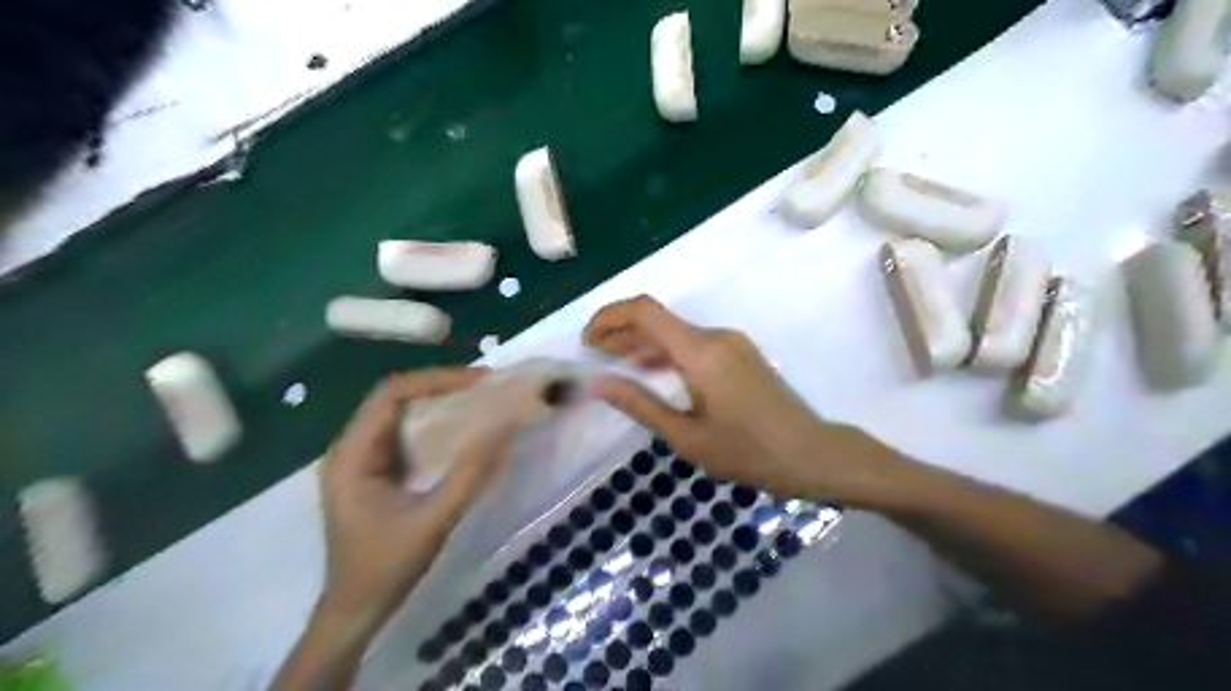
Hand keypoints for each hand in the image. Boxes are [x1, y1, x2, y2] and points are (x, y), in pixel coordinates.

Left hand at [322, 370, 508, 627]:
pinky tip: (462, 429)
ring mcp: (363, 460)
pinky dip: (437, 425)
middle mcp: (352, 448)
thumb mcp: (433, 520)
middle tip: (486, 386)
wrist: (356, 610)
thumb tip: (504, 431)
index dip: (436, 380)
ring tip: (480, 400)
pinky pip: (407, 434)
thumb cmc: (385, 567)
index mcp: (352, 454)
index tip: (478, 382)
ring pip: (402, 414)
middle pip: (396, 398)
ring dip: (440, 403)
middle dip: (442, 386)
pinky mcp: (376, 472)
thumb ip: (468, 474)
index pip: (391, 394)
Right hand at [584, 295, 907, 505]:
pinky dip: (665, 353)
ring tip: (614, 365)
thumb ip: (640, 404)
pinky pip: (693, 344)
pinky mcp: (739, 353)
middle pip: (657, 319)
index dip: (609, 317)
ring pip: (674, 332)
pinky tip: (650, 372)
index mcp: (701, 351)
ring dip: (642, 344)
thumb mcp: (686, 436)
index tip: (586, 341)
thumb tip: (599, 382)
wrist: (810, 453)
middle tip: (593, 358)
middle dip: (620, 333)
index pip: (645, 311)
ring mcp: (730, 342)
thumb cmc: (748, 452)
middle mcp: (715, 336)